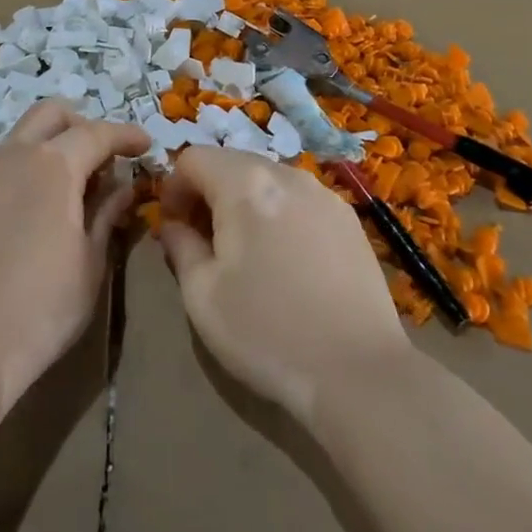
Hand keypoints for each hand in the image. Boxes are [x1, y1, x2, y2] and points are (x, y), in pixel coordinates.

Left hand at [0, 101, 148, 408]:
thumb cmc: (43, 306)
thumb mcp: (91, 261)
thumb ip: (108, 213)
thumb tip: (125, 185)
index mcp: (53, 165)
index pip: (97, 132)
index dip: (126, 135)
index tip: (147, 145)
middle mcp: (17, 156)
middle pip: (53, 114)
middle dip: (85, 125)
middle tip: (107, 159)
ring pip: (26, 133)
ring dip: (56, 142)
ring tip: (79, 183)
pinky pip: (8, 160)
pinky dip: (33, 163)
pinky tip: (46, 203)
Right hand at [159, 148, 413, 422]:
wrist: (358, 373)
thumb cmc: (267, 332)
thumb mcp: (202, 295)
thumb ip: (180, 246)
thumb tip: (173, 225)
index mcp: (245, 184)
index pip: (193, 158)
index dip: (174, 188)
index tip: (174, 227)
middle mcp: (286, 174)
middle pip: (232, 162)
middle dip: (209, 192)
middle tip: (205, 241)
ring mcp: (324, 194)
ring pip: (268, 180)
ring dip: (245, 202)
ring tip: (247, 252)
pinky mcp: (349, 219)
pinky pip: (299, 200)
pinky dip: (280, 214)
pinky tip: (287, 261)